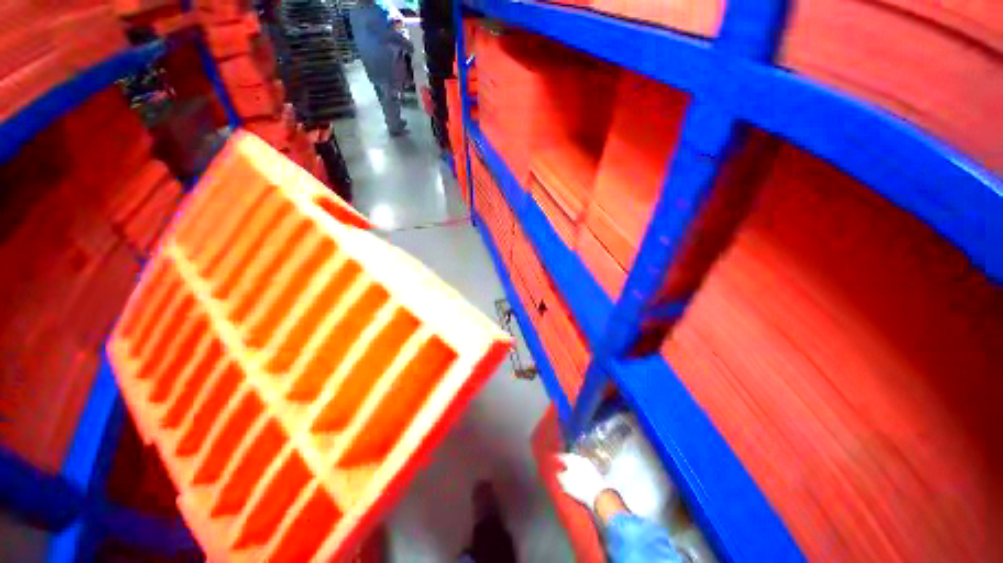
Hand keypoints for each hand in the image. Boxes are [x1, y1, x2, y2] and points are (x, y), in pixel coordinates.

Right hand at [556, 453, 608, 510]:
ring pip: (575, 465)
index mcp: (571, 457)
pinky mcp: (594, 473)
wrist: (600, 495)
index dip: (553, 460)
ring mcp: (588, 464)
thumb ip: (557, 474)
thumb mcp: (564, 481)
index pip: (559, 456)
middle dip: (563, 464)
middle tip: (557, 469)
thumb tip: (555, 471)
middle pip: (568, 459)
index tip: (549, 463)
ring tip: (566, 476)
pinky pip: (582, 470)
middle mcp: (579, 458)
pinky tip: (575, 480)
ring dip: (570, 469)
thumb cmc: (579, 486)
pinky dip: (577, 474)